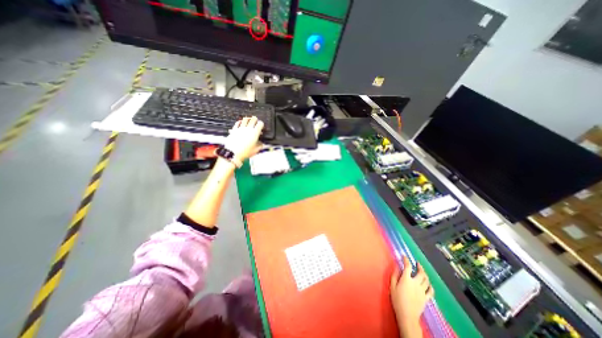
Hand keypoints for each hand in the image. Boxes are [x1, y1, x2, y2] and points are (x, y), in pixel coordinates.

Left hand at [226, 117, 263, 162]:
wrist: (233, 153)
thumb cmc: (245, 152)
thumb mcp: (256, 150)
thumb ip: (260, 145)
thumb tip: (261, 143)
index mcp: (255, 133)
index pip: (260, 124)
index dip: (261, 124)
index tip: (261, 127)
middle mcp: (248, 129)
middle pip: (253, 119)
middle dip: (255, 120)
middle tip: (256, 122)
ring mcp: (240, 128)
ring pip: (245, 119)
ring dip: (248, 119)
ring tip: (249, 120)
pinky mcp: (234, 129)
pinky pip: (237, 123)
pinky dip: (240, 122)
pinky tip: (241, 123)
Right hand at [391, 256, 432, 335]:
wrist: (407, 315)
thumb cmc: (397, 300)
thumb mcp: (392, 286)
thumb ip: (394, 276)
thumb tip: (397, 267)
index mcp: (406, 279)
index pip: (407, 266)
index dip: (406, 260)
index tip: (404, 256)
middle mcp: (416, 283)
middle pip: (421, 273)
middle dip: (419, 266)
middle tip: (417, 263)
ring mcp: (422, 291)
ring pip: (426, 280)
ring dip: (425, 274)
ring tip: (422, 271)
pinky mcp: (426, 298)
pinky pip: (431, 291)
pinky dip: (430, 286)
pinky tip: (428, 284)